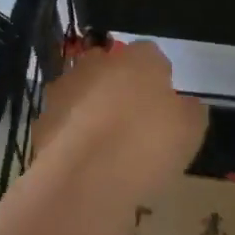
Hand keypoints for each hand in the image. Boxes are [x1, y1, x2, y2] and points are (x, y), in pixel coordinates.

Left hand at [33, 41, 207, 194]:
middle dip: (120, 88)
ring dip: (92, 110)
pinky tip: (85, 163)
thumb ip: (188, 110)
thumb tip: (182, 106)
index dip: (159, 78)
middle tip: (134, 122)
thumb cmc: (149, 145)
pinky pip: (64, 124)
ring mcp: (65, 90)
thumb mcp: (191, 130)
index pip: (152, 55)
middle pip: (111, 68)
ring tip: (107, 147)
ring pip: (83, 93)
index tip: (165, 105)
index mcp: (139, 59)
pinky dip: (72, 137)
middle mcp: (97, 64)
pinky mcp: (42, 121)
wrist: (87, 179)